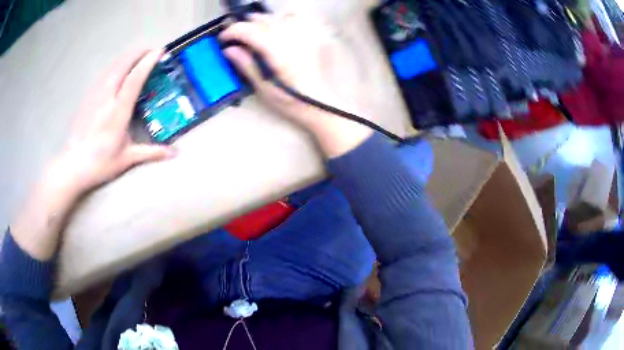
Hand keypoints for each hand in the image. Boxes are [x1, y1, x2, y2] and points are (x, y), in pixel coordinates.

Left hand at [10, 50, 173, 260]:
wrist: (72, 166)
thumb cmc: (100, 164)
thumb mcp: (127, 159)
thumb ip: (151, 153)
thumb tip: (174, 153)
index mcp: (118, 111)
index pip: (135, 79)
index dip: (148, 62)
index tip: (160, 51)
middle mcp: (107, 98)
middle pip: (123, 65)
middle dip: (138, 54)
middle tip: (151, 52)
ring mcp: (96, 95)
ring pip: (113, 67)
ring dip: (127, 58)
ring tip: (137, 58)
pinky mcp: (88, 97)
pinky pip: (104, 74)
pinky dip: (115, 67)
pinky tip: (118, 72)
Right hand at [220, 13, 371, 156]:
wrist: (318, 102)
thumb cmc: (288, 99)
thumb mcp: (262, 86)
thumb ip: (245, 64)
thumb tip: (228, 50)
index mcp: (275, 50)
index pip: (248, 30)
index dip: (232, 32)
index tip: (223, 39)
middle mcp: (289, 37)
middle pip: (261, 20)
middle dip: (244, 25)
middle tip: (236, 37)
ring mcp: (302, 34)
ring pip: (276, 16)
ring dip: (261, 21)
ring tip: (254, 32)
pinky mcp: (310, 35)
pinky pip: (296, 17)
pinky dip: (283, 17)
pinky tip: (278, 25)